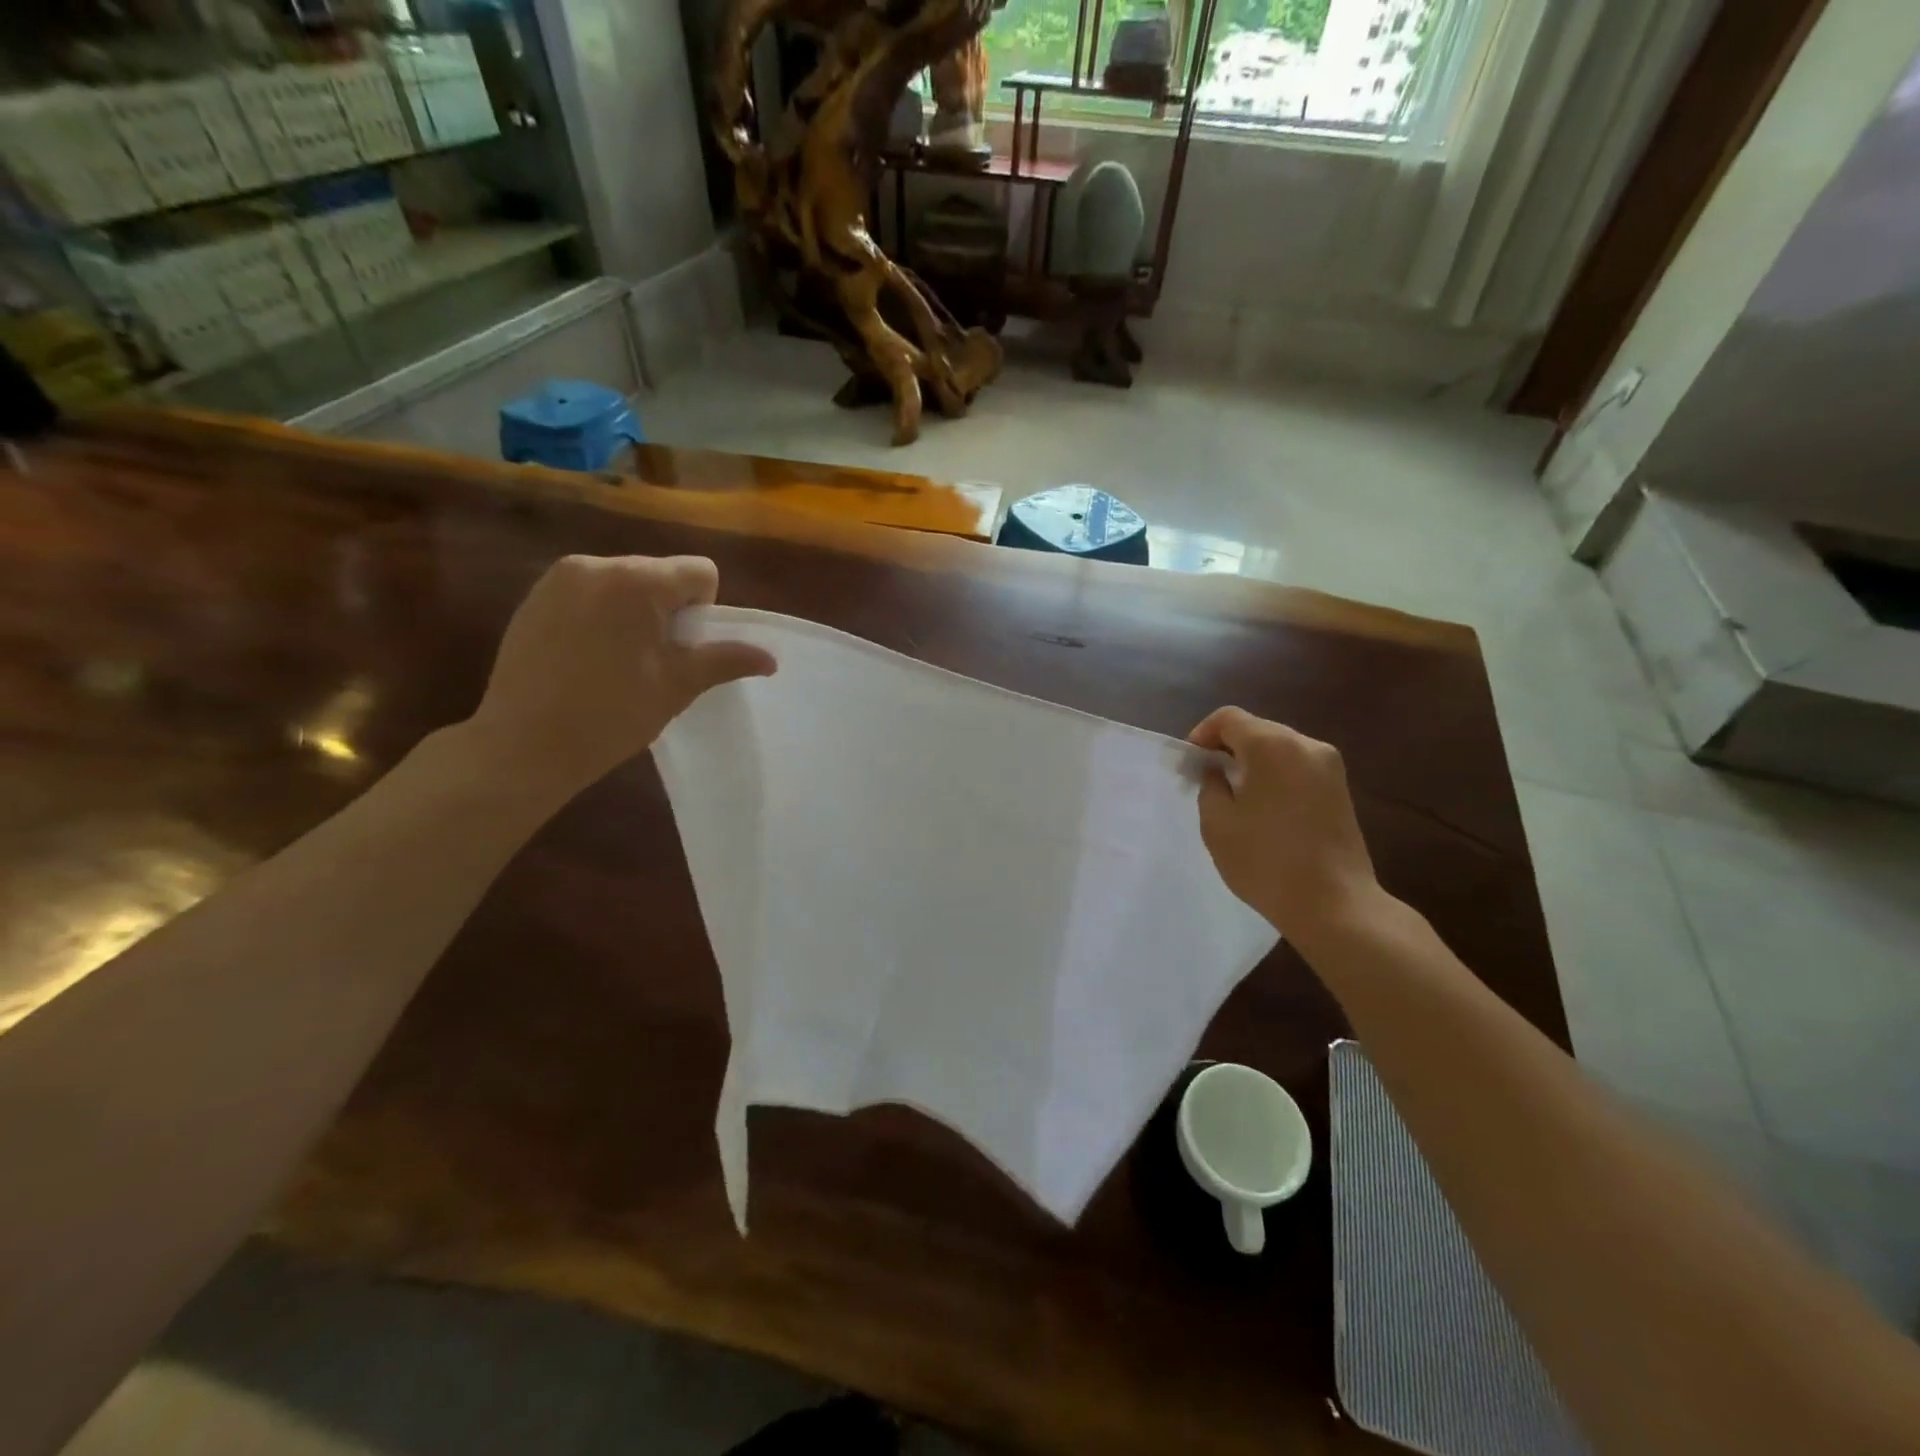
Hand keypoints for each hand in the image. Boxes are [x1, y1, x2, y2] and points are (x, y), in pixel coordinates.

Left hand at [464, 555, 774, 800]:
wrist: (523, 745)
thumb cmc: (611, 715)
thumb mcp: (677, 687)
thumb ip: (725, 661)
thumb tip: (771, 659)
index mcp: (637, 581)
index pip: (699, 572)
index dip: (703, 611)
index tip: (680, 650)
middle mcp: (597, 564)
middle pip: (660, 574)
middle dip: (667, 609)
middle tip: (652, 660)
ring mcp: (559, 578)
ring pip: (624, 582)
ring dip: (634, 611)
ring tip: (617, 660)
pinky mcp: (534, 596)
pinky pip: (589, 592)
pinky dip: (600, 615)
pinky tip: (584, 657)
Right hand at [1188, 707, 1381, 947]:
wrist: (1335, 905)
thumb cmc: (1266, 861)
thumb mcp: (1217, 823)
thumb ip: (1210, 785)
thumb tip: (1218, 772)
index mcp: (1273, 746)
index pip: (1229, 718)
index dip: (1203, 733)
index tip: (1192, 763)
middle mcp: (1306, 745)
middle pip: (1257, 729)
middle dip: (1228, 747)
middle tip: (1208, 779)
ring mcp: (1329, 767)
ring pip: (1279, 747)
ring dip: (1253, 762)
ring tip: (1236, 796)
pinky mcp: (1340, 789)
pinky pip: (1298, 767)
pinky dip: (1275, 775)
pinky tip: (1265, 808)